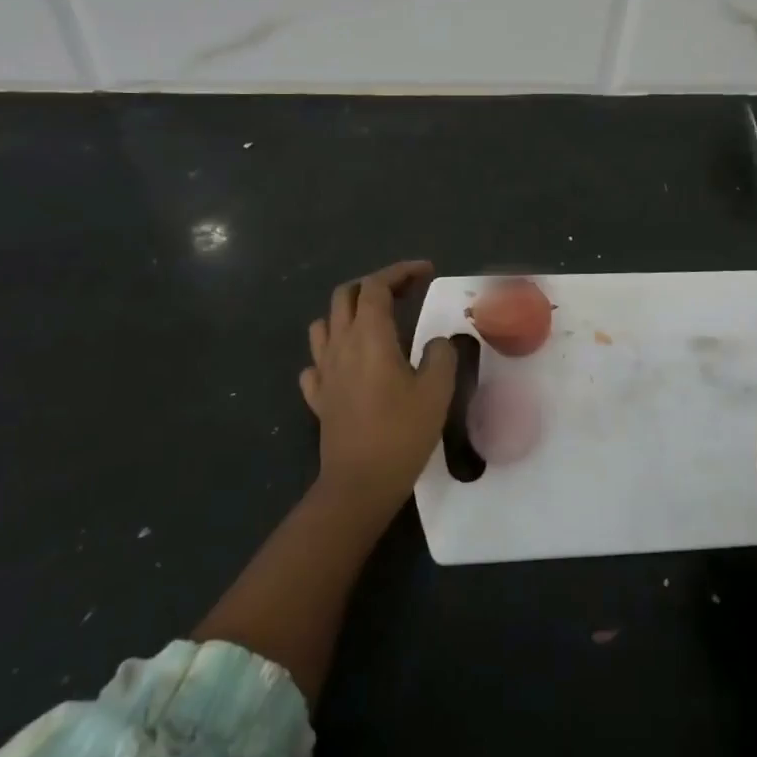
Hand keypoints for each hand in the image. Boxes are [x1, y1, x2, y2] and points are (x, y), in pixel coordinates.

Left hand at [301, 260, 456, 517]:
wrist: (359, 484)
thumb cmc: (401, 433)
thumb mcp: (437, 390)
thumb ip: (440, 355)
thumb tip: (434, 344)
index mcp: (369, 336)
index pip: (376, 286)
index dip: (401, 272)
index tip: (426, 272)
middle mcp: (340, 345)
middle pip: (346, 295)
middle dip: (376, 284)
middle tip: (405, 292)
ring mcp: (324, 372)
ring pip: (325, 324)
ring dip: (348, 312)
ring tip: (375, 321)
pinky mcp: (318, 397)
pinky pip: (316, 362)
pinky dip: (332, 352)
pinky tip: (348, 363)